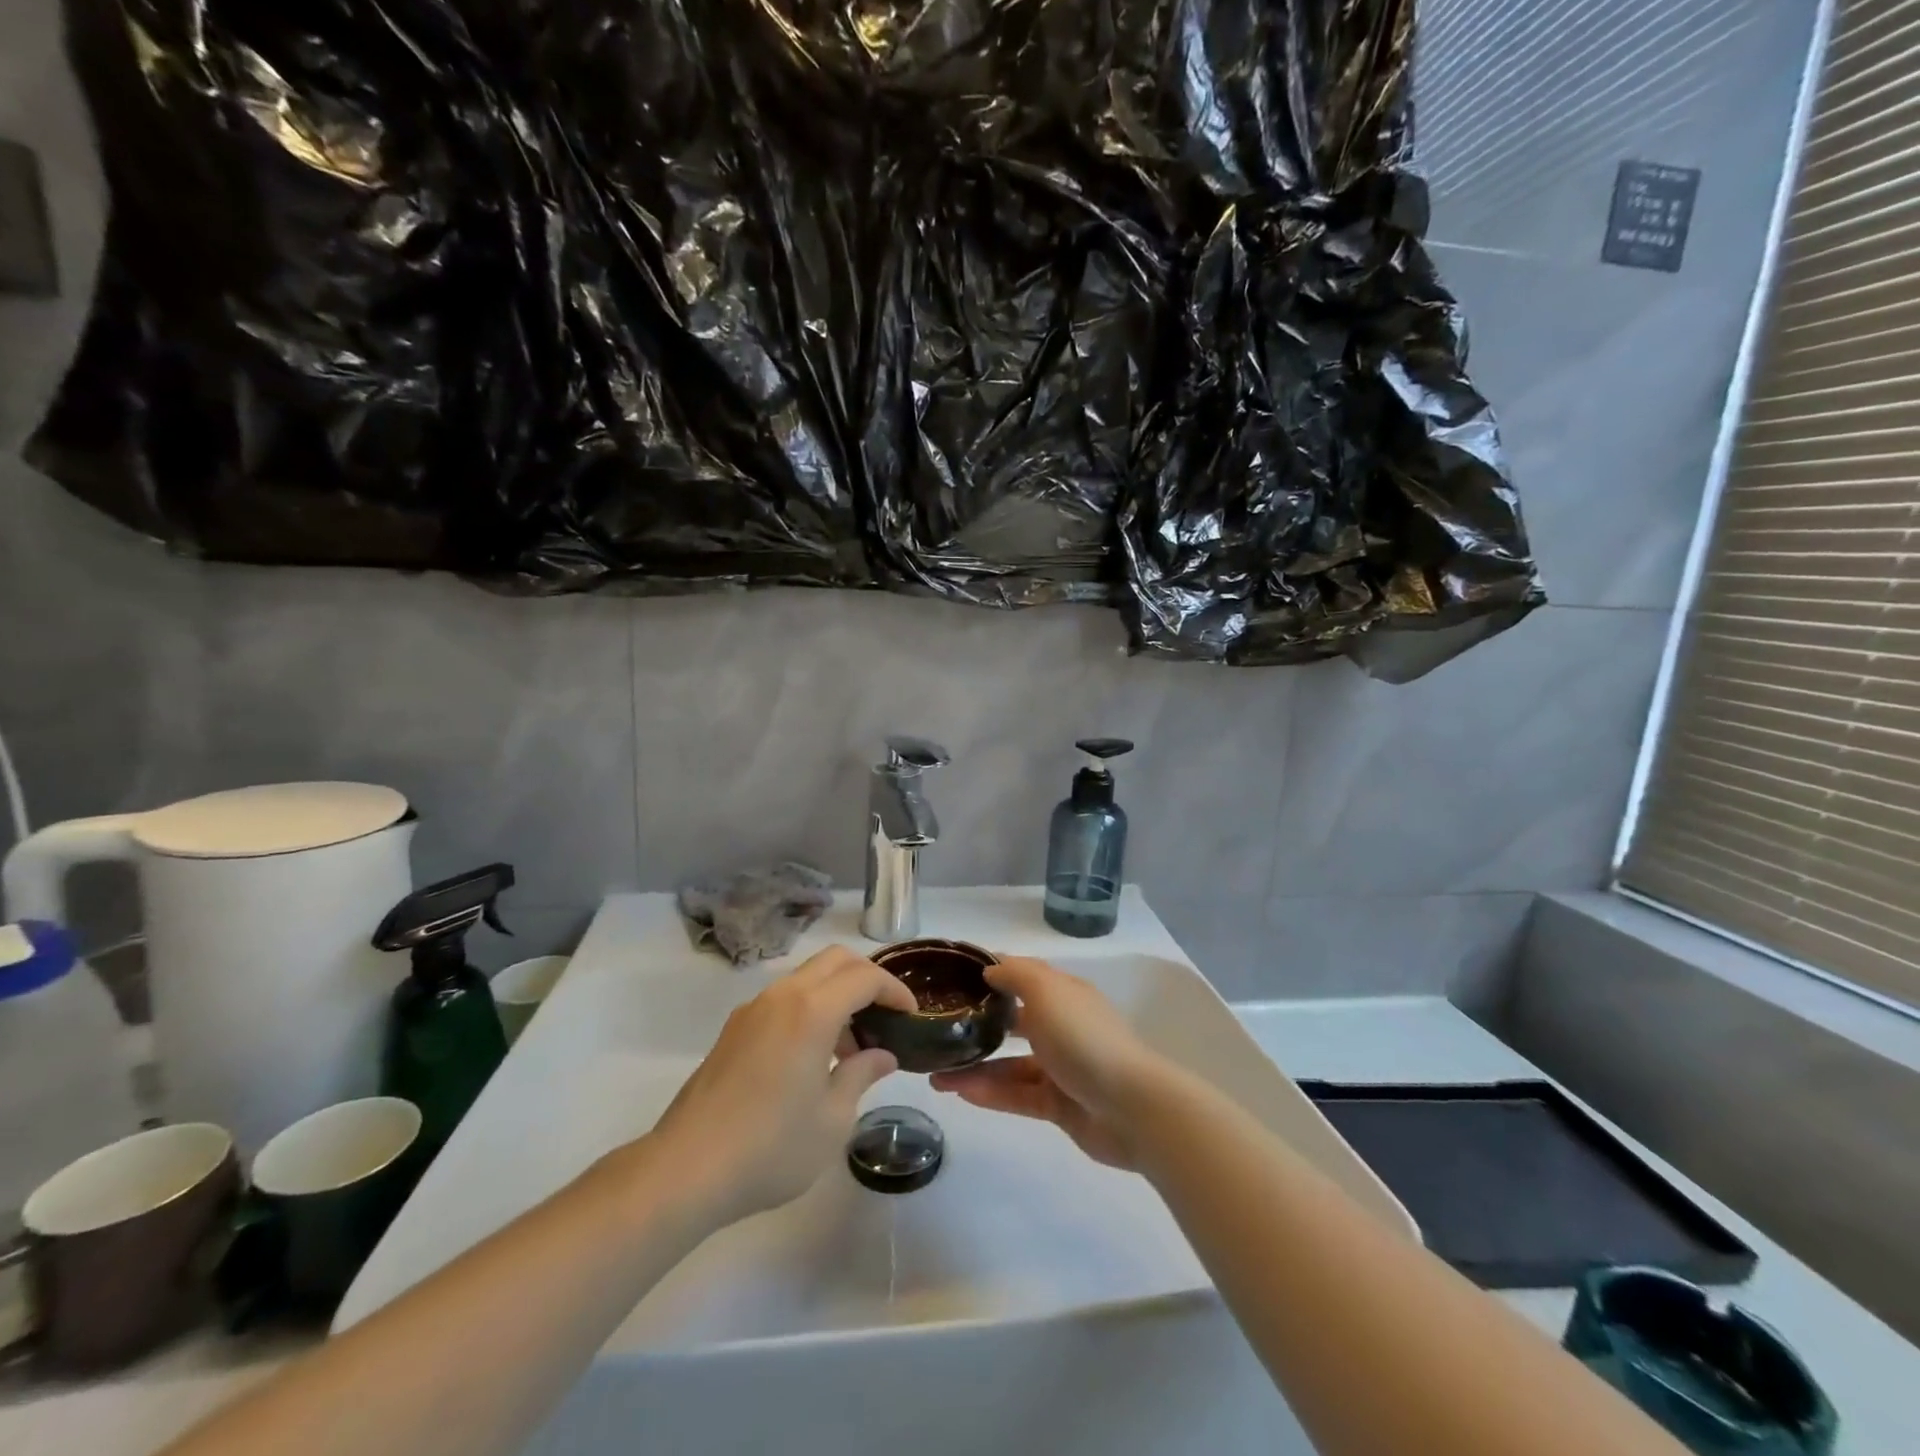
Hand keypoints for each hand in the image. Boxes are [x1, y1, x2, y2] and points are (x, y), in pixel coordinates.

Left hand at [647, 945, 915, 1225]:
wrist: (685, 1169)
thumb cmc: (770, 1147)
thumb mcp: (832, 1119)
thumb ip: (861, 1075)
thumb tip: (882, 1055)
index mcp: (812, 1011)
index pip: (865, 977)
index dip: (894, 990)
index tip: (910, 1015)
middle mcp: (782, 996)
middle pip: (835, 960)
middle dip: (867, 978)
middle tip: (884, 1017)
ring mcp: (753, 1009)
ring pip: (807, 976)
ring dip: (836, 994)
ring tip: (850, 1047)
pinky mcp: (734, 1029)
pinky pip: (783, 998)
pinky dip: (809, 1007)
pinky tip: (812, 1057)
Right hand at [930, 956, 1176, 1168]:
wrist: (1131, 1107)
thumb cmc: (1083, 1038)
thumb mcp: (1047, 992)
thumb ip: (1015, 975)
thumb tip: (990, 969)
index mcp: (1063, 994)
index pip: (1022, 976)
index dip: (990, 975)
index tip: (952, 979)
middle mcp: (1062, 1026)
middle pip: (1014, 1021)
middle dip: (978, 1025)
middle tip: (940, 1031)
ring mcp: (1061, 1068)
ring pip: (1010, 1064)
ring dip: (975, 1067)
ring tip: (936, 1074)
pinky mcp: (1059, 1106)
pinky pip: (1017, 1096)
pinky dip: (990, 1093)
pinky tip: (959, 1093)